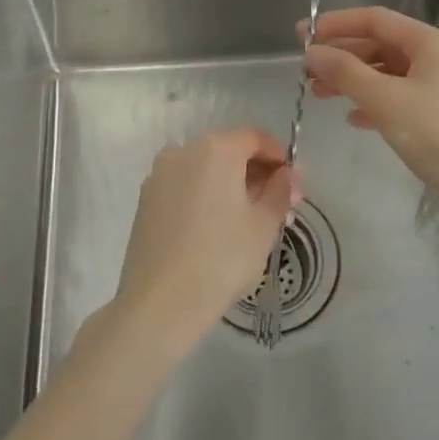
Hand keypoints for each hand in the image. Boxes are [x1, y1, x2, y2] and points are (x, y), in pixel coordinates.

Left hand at [112, 128, 299, 348]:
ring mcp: (159, 174)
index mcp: (216, 149)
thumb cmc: (221, 258)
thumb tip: (289, 174)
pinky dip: (204, 195)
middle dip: (255, 173)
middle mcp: (184, 150)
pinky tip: (214, 228)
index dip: (279, 157)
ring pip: (205, 169)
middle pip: (228, 150)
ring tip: (247, 220)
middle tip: (276, 206)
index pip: (256, 138)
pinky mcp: (145, 198)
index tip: (292, 185)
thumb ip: (281, 191)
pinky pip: (184, 185)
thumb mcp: (264, 225)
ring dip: (230, 184)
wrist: (160, 302)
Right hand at [303, 6, 438, 214]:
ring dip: (353, 80)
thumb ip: (345, 72)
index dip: (337, 24)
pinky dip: (373, 102)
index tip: (303, 35)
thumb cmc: (438, 135)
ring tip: (320, 94)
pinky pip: (399, 97)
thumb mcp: (385, 100)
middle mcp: (438, 57)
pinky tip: (353, 118)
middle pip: (380, 45)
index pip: (376, 19)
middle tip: (306, 69)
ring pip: (387, 73)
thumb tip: (311, 52)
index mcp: (430, 43)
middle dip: (342, 55)